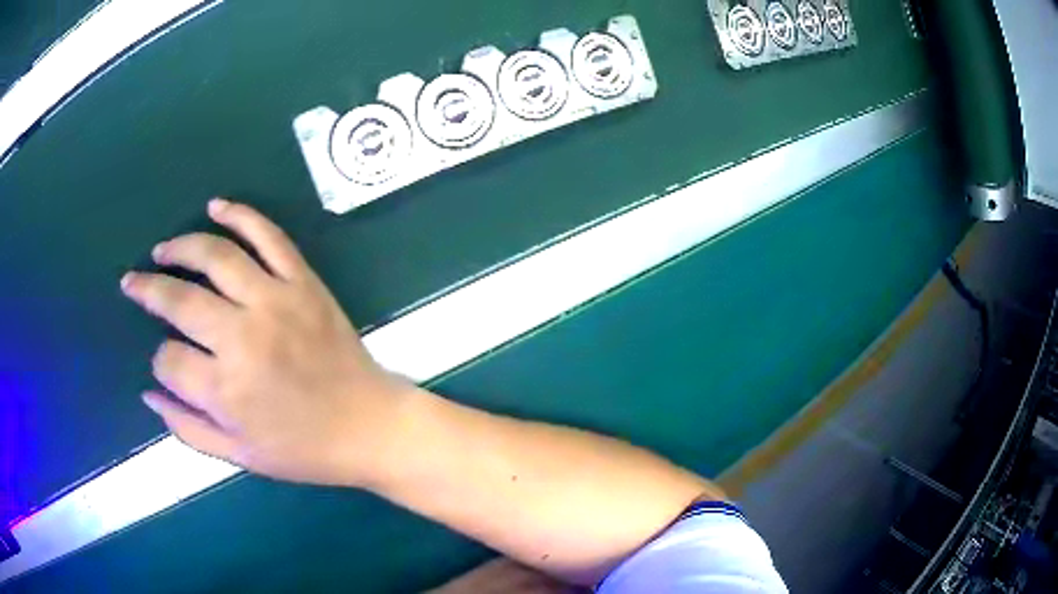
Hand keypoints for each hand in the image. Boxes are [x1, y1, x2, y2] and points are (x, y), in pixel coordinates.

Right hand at [122, 198, 411, 486]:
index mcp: (226, 390)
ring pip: (216, 256)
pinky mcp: (303, 282)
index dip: (160, 362)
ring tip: (162, 250)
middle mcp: (244, 337)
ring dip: (181, 246)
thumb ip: (187, 427)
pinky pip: (268, 236)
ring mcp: (275, 301)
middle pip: (179, 299)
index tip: (166, 363)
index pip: (167, 360)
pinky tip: (216, 207)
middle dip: (148, 289)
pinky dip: (240, 215)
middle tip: (132, 283)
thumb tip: (148, 391)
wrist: (368, 426)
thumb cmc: (303, 450)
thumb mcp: (239, 455)